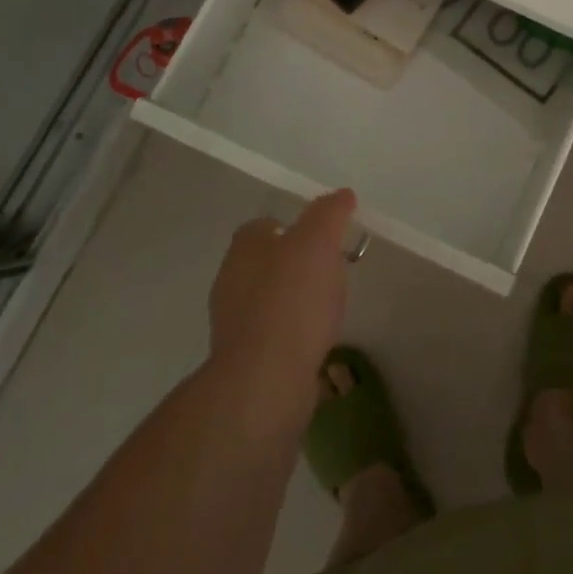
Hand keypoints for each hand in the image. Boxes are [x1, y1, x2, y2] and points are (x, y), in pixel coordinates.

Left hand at [208, 189, 356, 394]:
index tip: (323, 236)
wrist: (266, 377)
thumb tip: (341, 195)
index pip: (265, 225)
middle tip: (330, 268)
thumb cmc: (292, 299)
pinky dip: (293, 331)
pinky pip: (274, 333)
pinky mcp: (244, 359)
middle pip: (266, 262)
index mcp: (243, 248)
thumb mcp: (318, 241)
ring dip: (294, 299)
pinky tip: (316, 339)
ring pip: (269, 299)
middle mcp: (231, 281)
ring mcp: (234, 323)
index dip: (294, 226)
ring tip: (327, 306)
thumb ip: (329, 213)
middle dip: (295, 263)